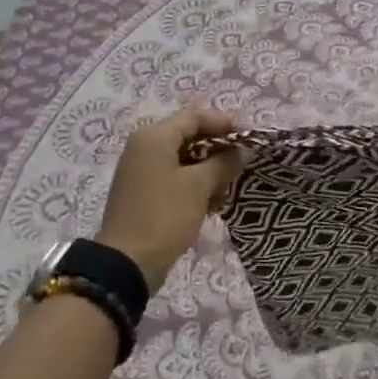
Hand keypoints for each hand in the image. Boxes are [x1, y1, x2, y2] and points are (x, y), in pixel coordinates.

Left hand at [96, 107, 242, 287]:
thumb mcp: (199, 185)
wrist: (128, 262)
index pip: (194, 116)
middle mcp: (144, 148)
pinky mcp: (145, 194)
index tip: (250, 137)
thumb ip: (224, 162)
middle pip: (189, 136)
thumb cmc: (165, 215)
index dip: (224, 123)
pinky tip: (214, 202)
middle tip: (244, 161)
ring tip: (231, 185)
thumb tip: (243, 150)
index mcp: (154, 137)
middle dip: (218, 148)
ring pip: (184, 159)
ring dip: (210, 169)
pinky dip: (196, 184)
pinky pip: (176, 178)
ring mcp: (142, 171)